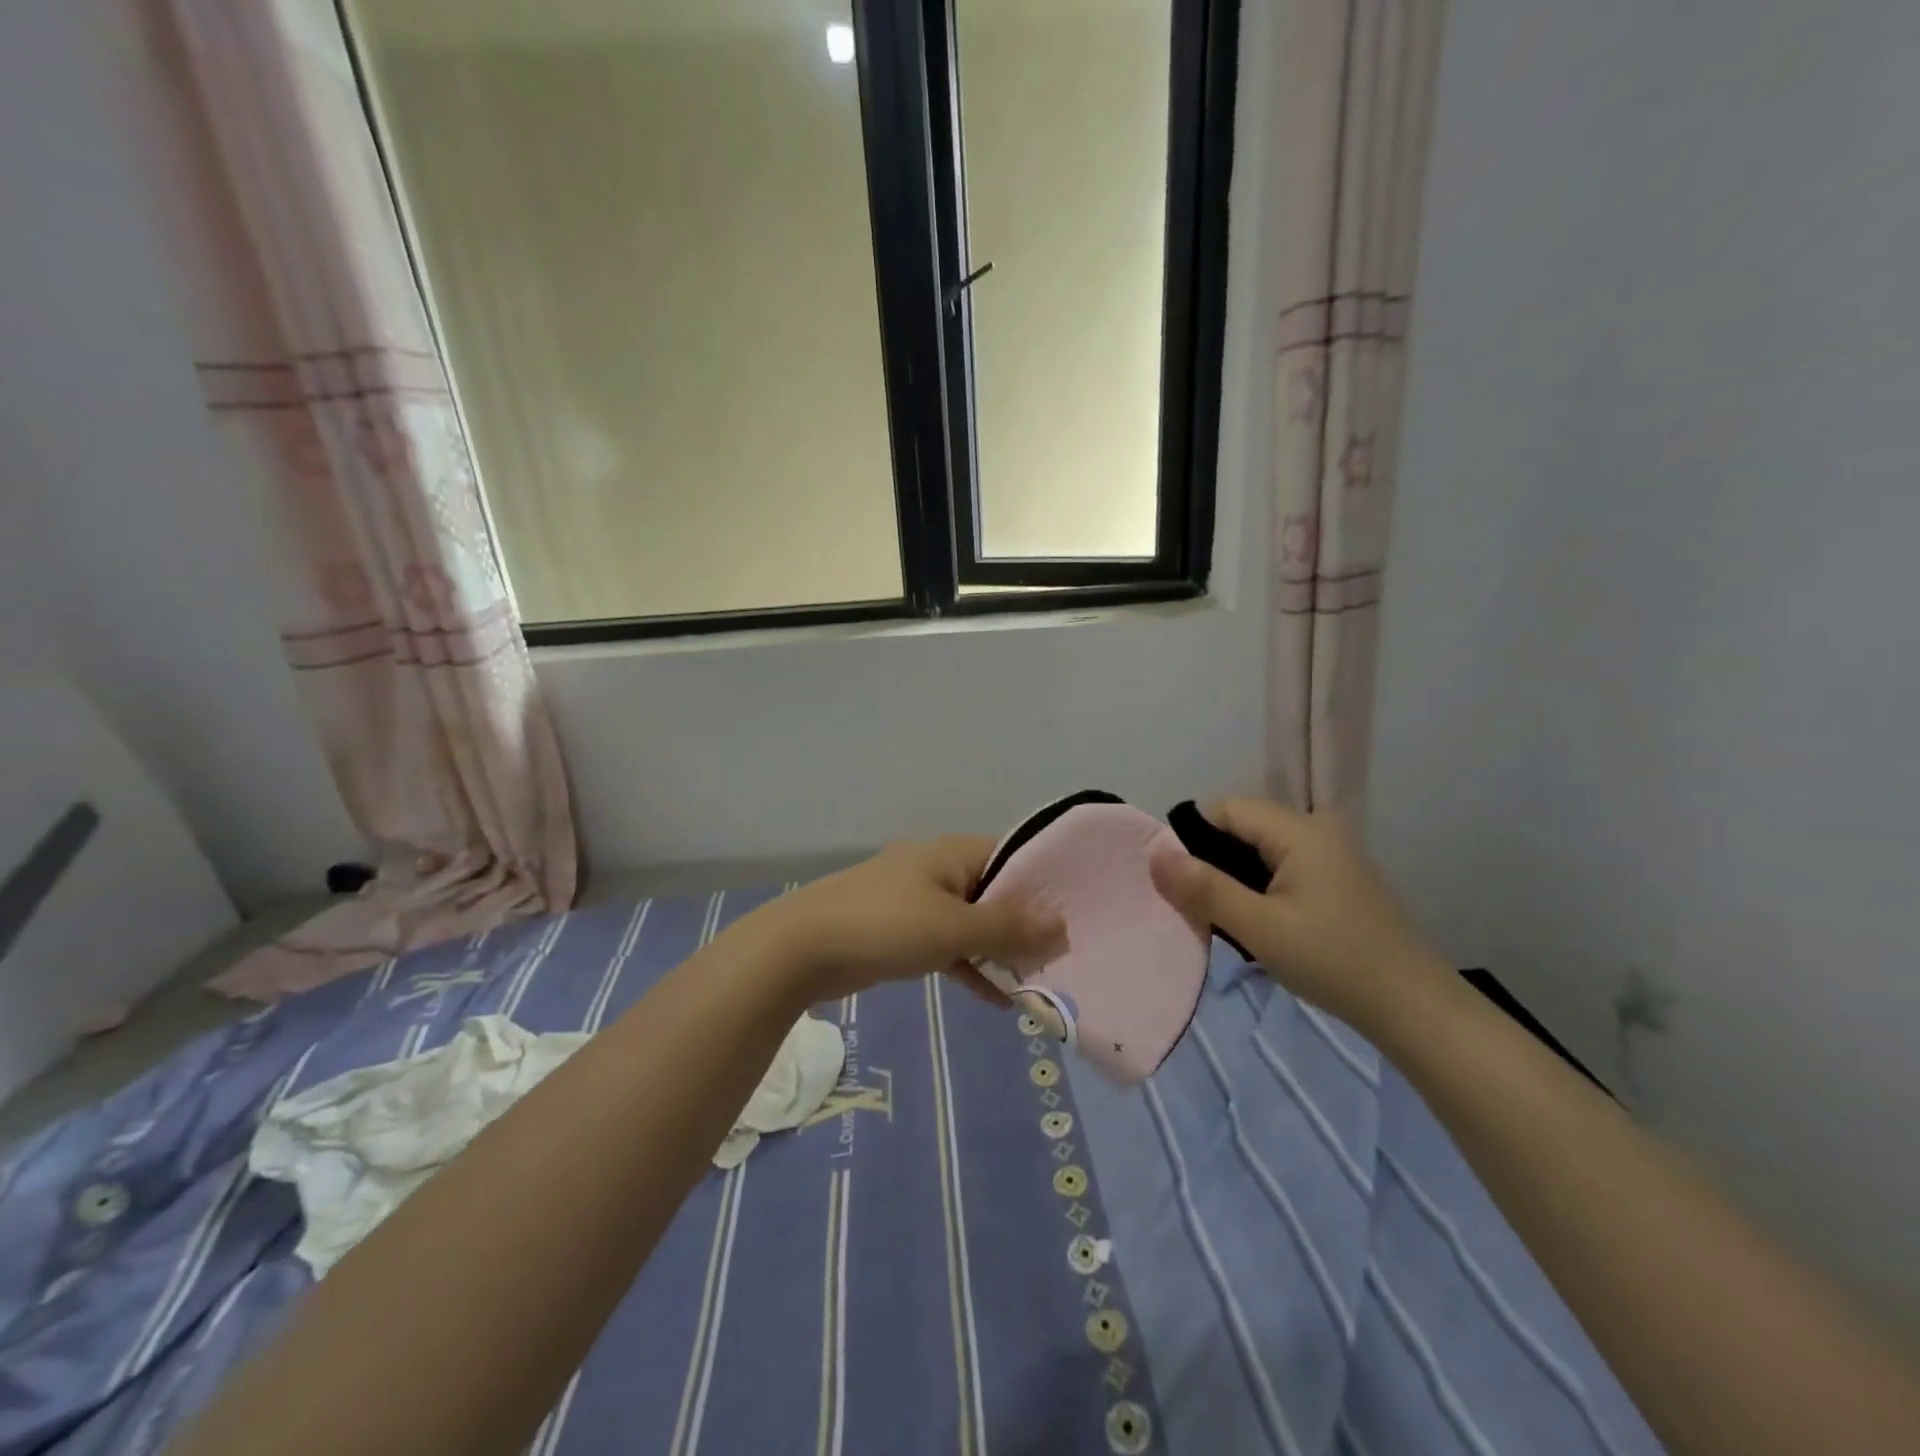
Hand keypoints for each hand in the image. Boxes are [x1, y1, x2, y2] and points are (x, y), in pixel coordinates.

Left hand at [734, 837, 1067, 1003]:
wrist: (801, 949)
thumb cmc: (885, 926)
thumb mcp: (953, 928)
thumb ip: (1008, 928)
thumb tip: (1062, 924)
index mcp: (952, 854)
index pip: (1013, 857)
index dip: (1045, 884)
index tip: (1076, 916)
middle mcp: (937, 870)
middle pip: (994, 892)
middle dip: (1026, 923)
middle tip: (1062, 956)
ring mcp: (916, 902)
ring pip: (971, 922)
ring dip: (1000, 950)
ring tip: (1039, 980)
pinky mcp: (900, 933)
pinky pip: (948, 946)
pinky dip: (971, 968)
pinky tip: (999, 1000)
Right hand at [1149, 798, 1446, 1035]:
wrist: (1414, 1009)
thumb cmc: (1334, 962)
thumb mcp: (1259, 928)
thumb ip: (1204, 888)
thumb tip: (1154, 853)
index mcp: (1299, 829)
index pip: (1223, 809)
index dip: (1191, 839)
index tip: (1180, 884)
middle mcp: (1316, 828)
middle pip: (1240, 826)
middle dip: (1210, 861)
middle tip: (1198, 908)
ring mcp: (1330, 854)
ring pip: (1257, 849)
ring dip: (1232, 878)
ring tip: (1223, 919)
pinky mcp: (1335, 879)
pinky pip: (1279, 867)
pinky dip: (1257, 888)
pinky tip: (1256, 923)